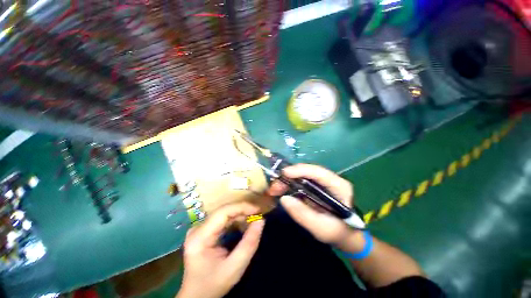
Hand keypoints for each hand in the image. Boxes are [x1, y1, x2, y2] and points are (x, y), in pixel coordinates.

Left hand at [177, 203, 264, 297]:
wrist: (197, 295)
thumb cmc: (213, 284)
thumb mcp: (235, 268)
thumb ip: (249, 244)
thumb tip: (261, 220)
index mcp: (199, 237)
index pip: (222, 212)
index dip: (241, 207)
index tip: (257, 210)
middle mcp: (197, 228)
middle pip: (223, 211)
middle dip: (243, 211)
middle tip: (258, 215)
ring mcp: (200, 228)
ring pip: (224, 213)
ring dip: (240, 215)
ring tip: (253, 220)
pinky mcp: (204, 230)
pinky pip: (223, 219)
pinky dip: (236, 220)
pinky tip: (244, 225)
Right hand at [267, 164, 363, 251]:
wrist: (346, 235)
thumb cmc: (338, 232)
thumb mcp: (322, 228)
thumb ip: (303, 214)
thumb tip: (284, 199)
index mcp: (339, 186)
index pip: (318, 172)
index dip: (300, 170)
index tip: (284, 173)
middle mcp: (330, 179)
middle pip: (308, 171)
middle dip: (289, 176)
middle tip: (274, 186)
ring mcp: (322, 183)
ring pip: (302, 175)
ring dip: (287, 180)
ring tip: (275, 189)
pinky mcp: (315, 187)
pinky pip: (301, 181)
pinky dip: (290, 184)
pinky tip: (281, 189)